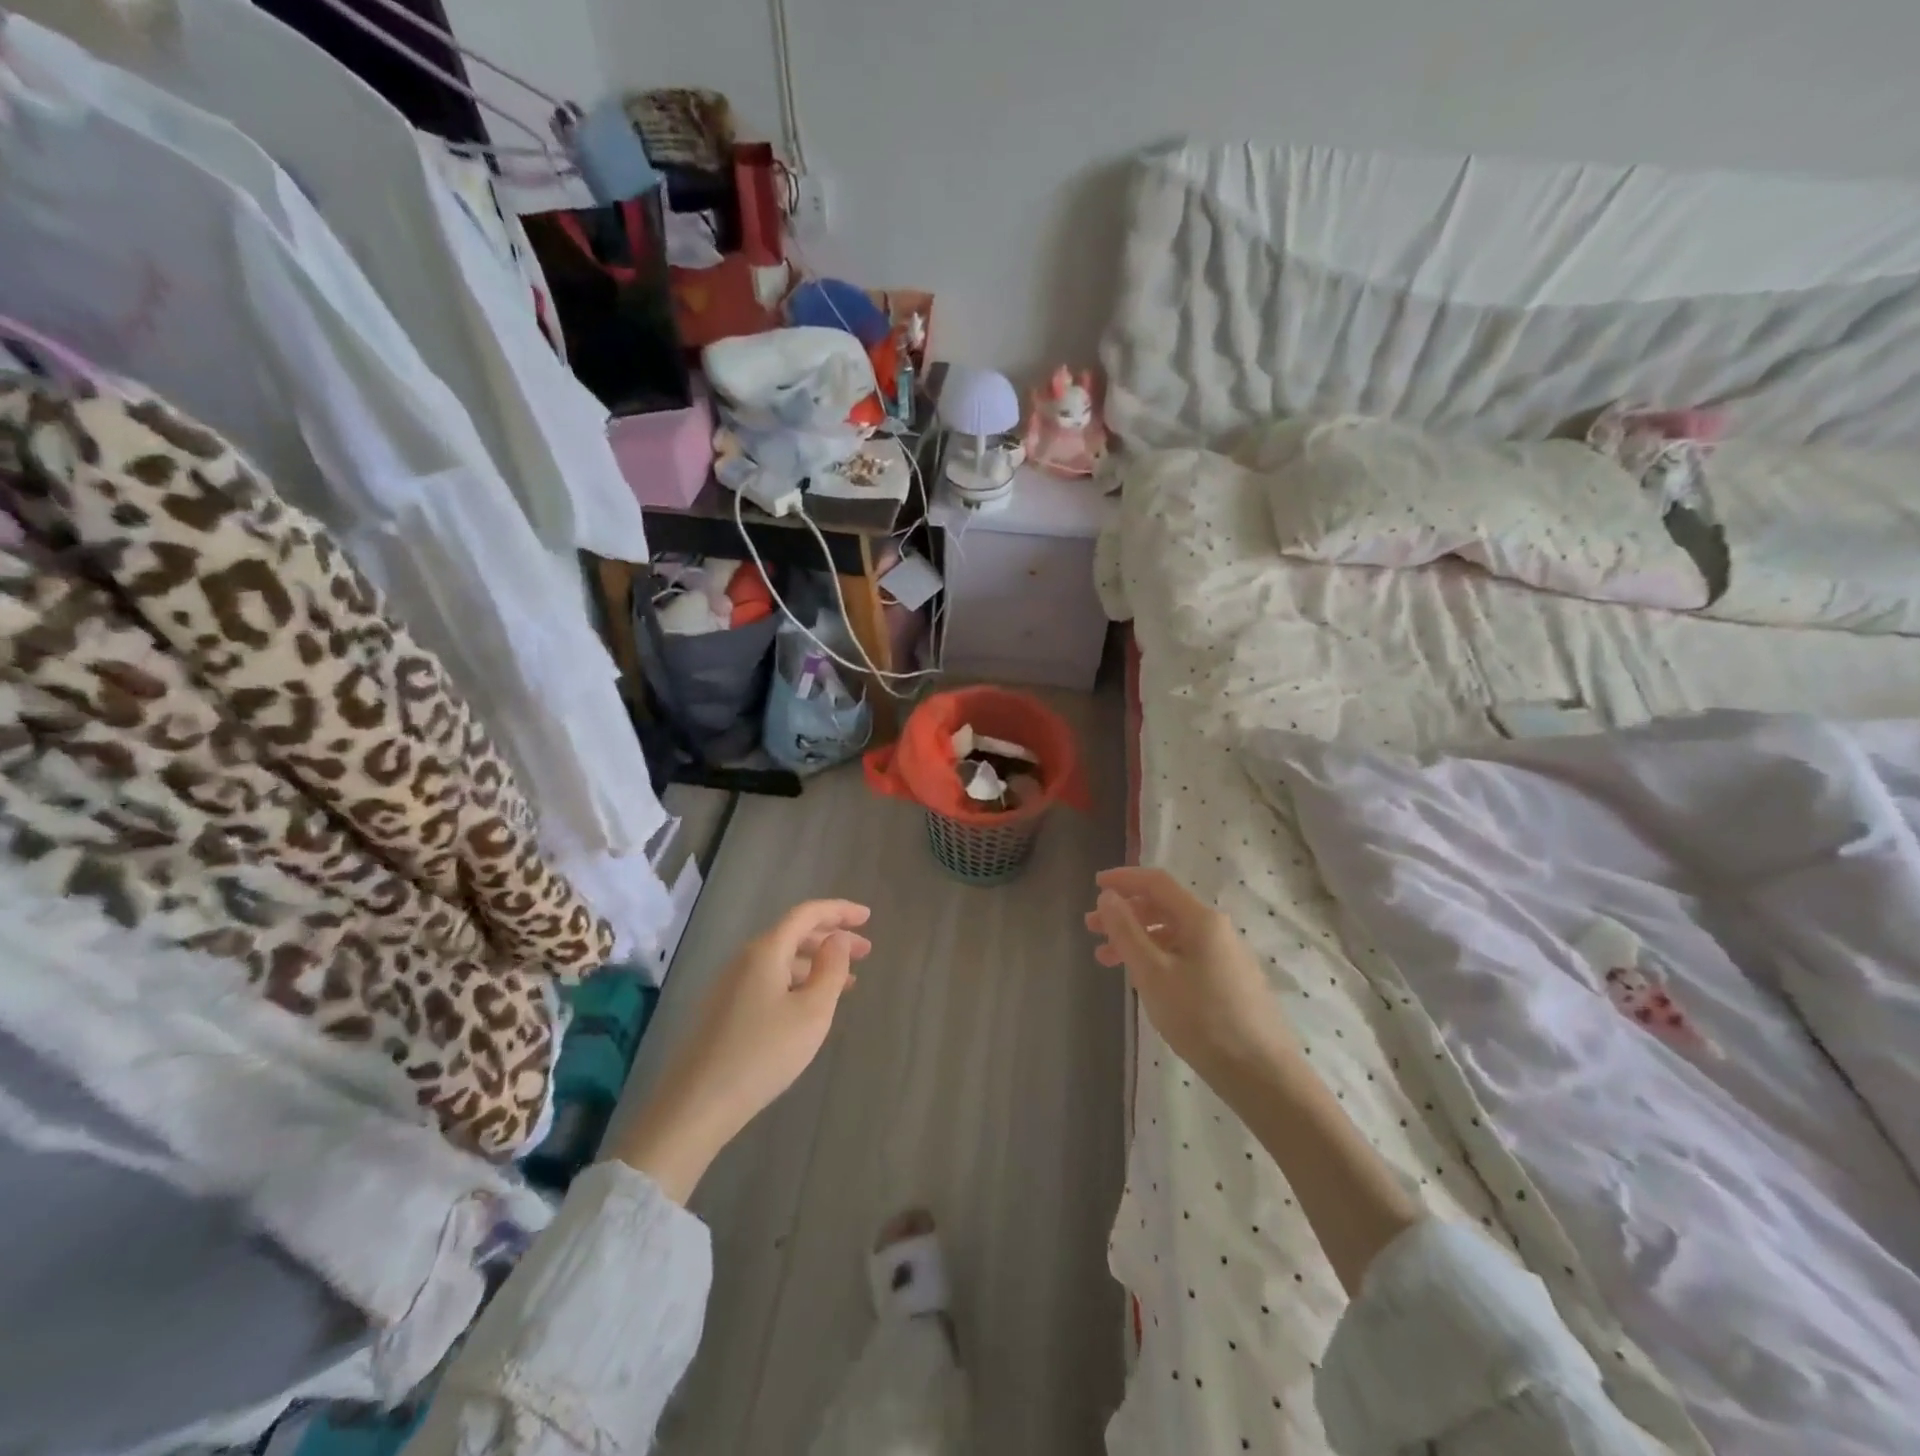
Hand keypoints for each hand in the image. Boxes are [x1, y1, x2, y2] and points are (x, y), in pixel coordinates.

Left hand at [612, 900, 872, 1202]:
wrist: (697, 1104)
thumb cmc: (764, 1053)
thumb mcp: (812, 1012)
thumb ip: (831, 969)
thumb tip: (837, 939)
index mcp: (766, 951)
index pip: (807, 914)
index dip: (839, 911)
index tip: (867, 917)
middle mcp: (746, 959)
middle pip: (794, 934)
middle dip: (832, 938)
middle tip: (866, 952)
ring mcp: (731, 985)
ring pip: (782, 959)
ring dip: (817, 963)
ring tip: (847, 983)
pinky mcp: (725, 1010)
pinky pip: (770, 980)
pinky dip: (798, 982)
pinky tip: (810, 1005)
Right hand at [1086, 867, 1297, 1088]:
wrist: (1261, 1074)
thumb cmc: (1201, 1018)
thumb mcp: (1153, 973)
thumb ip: (1126, 931)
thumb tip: (1108, 896)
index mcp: (1201, 919)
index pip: (1157, 883)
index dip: (1123, 879)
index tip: (1094, 883)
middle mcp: (1216, 929)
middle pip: (1164, 907)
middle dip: (1125, 913)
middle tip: (1092, 928)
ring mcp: (1226, 956)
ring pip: (1172, 934)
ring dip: (1137, 939)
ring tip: (1106, 960)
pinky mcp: (1230, 981)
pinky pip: (1185, 955)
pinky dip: (1157, 958)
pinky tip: (1142, 980)